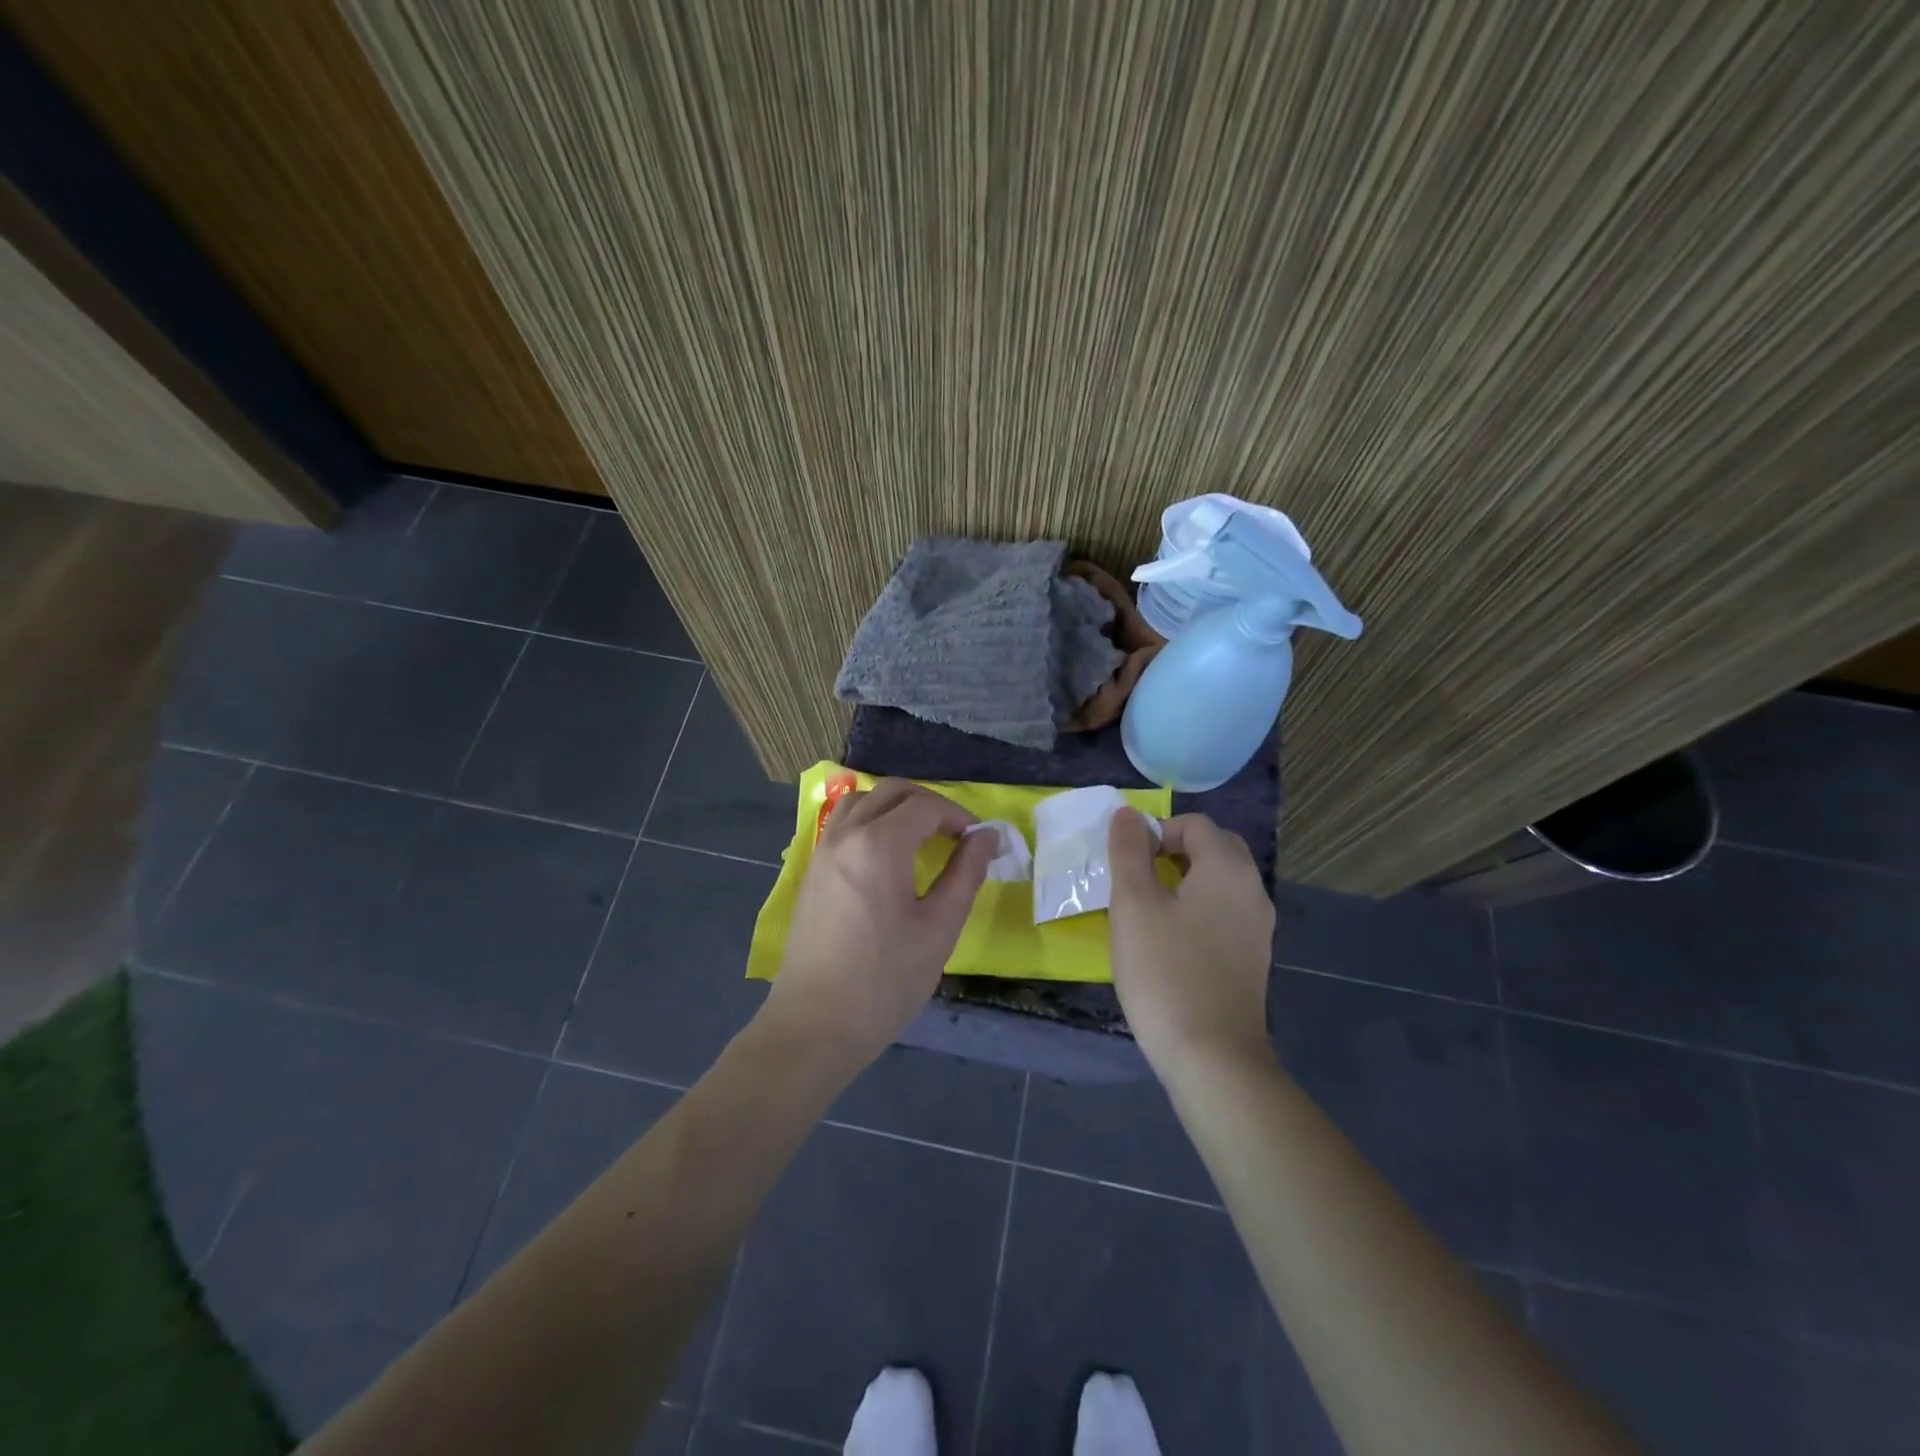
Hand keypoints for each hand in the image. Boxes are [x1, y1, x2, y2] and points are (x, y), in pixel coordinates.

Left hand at [761, 778, 994, 1069]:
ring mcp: (822, 851)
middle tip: (956, 834)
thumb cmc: (885, 981)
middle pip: (892, 792)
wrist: (815, 1025)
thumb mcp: (939, 928)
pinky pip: (842, 824)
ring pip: (862, 801)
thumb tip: (988, 836)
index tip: (980, 841)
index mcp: (878, 845)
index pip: (925, 806)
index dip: (958, 816)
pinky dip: (870, 820)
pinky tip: (886, 856)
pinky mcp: (811, 871)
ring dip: (896, 807)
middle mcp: (845, 835)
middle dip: (930, 804)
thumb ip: (966, 873)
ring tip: (921, 838)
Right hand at [1107, 810, 1275, 1074]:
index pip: (1195, 825)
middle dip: (1175, 851)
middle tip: (1138, 878)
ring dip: (1186, 880)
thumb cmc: (1166, 972)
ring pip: (1221, 882)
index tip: (1127, 862)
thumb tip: (1128, 814)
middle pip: (1215, 849)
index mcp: (1227, 869)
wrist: (1213, 1057)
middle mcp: (1252, 890)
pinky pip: (1225, 913)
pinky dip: (1199, 909)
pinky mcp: (1253, 958)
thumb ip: (1129, 852)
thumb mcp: (1133, 906)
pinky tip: (1171, 941)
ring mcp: (1258, 927)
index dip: (1157, 831)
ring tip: (1149, 909)